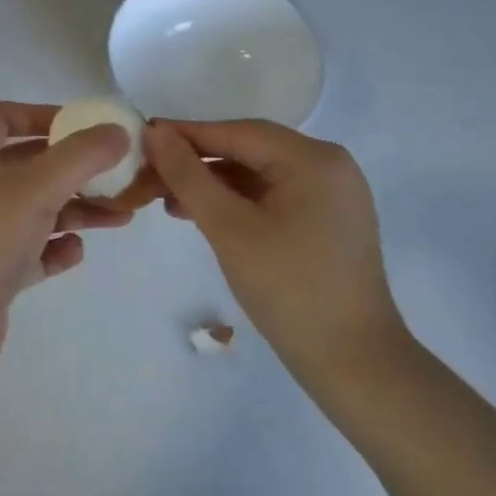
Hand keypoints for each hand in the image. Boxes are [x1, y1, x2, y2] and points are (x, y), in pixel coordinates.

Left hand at [0, 101, 137, 378]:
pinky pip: (30, 252)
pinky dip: (54, 249)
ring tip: (120, 217)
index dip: (40, 114)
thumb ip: (81, 156)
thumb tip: (118, 132)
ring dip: (75, 210)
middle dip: (73, 169)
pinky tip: (75, 253)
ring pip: (34, 210)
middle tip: (114, 174)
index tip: (81, 126)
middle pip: (27, 166)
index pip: (0, 117)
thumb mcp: (37, 187)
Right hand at [144, 119, 409, 398]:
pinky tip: (202, 216)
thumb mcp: (228, 228)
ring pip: (257, 174)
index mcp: (314, 159)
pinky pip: (271, 196)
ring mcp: (331, 194)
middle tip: (149, 175)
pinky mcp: (326, 220)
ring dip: (212, 184)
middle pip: (248, 150)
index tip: (141, 138)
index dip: (186, 134)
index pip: (237, 132)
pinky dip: (236, 202)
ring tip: (167, 201)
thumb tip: (154, 133)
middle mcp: (328, 166)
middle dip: (196, 162)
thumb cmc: (289, 289)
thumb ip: (188, 176)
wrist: (353, 363)